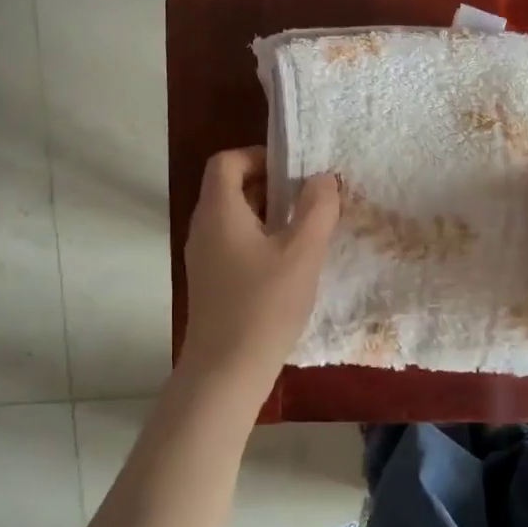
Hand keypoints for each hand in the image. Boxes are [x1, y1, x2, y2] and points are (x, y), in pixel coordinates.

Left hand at [178, 147, 339, 389]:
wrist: (226, 370)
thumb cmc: (265, 304)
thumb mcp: (302, 252)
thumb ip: (316, 209)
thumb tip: (322, 178)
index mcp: (219, 211)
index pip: (227, 161)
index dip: (260, 156)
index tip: (295, 172)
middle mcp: (204, 228)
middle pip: (231, 187)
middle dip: (272, 186)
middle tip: (310, 200)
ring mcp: (205, 257)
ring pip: (236, 218)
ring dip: (270, 215)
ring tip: (306, 231)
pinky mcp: (212, 281)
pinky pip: (235, 243)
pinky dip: (261, 240)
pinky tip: (290, 264)